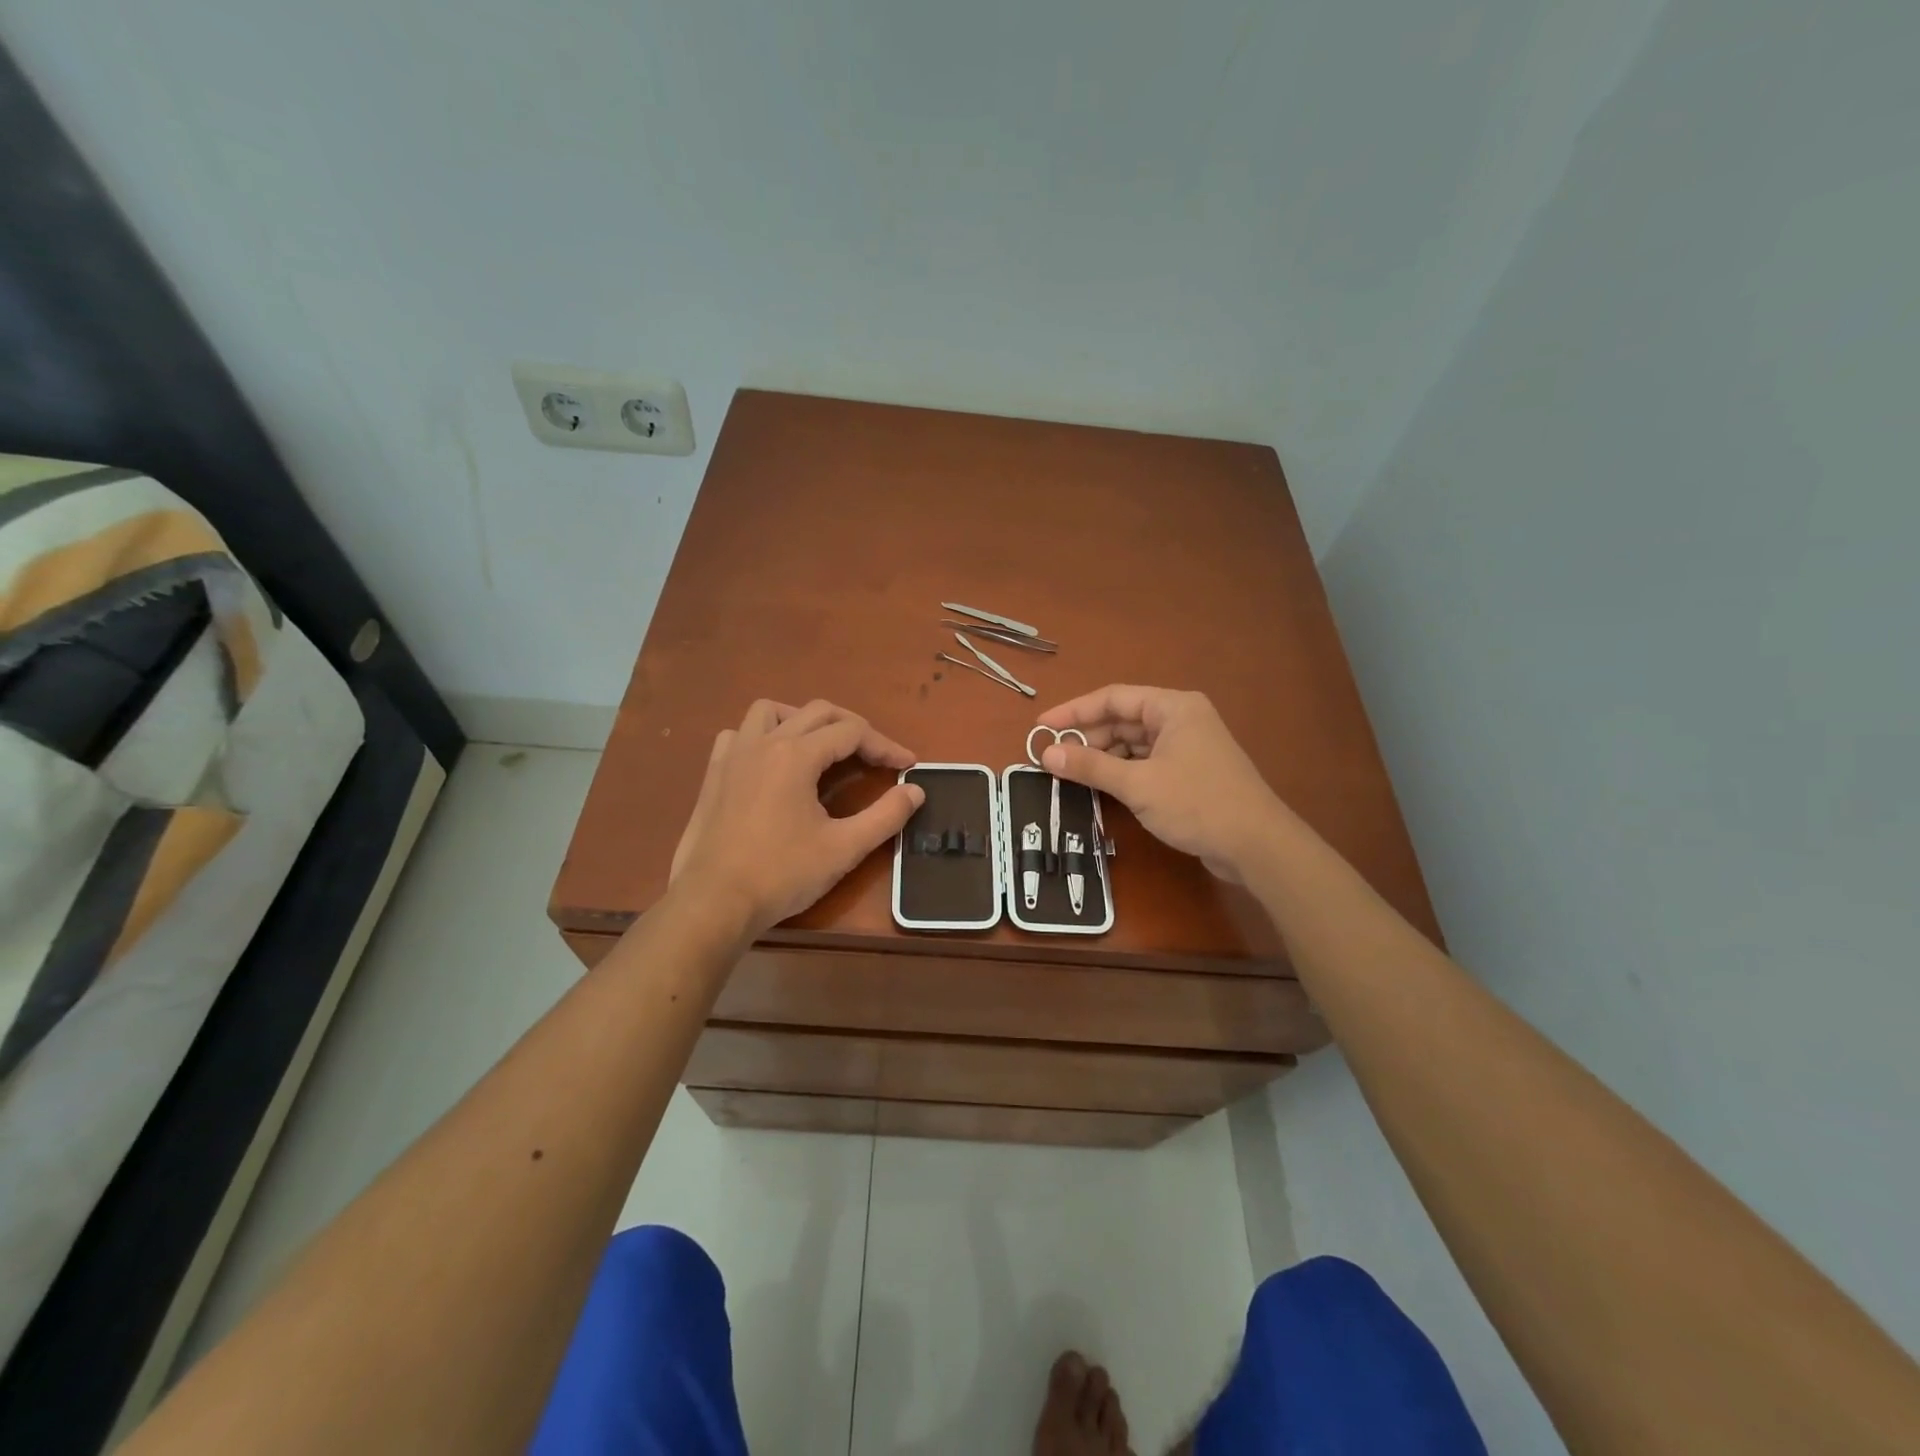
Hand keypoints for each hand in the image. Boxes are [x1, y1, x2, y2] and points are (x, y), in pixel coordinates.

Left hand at [668, 699, 924, 935]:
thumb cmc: (781, 875)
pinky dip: (762, 736)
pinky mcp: (713, 774)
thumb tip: (916, 791)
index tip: (907, 766)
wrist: (713, 903)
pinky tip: (772, 762)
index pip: (852, 733)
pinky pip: (738, 734)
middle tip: (875, 755)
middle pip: (818, 712)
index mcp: (796, 755)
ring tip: (822, 747)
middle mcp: (764, 743)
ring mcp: (733, 755)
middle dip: (854, 728)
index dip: (885, 746)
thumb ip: (886, 816)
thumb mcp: (844, 848)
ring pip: (772, 711)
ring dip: (803, 720)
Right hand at [1036, 685, 1285, 882]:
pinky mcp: (1190, 772)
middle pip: (1122, 720)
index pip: (1112, 698)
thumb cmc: (1197, 804)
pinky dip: (1122, 772)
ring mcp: (1187, 746)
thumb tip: (1047, 753)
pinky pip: (1146, 762)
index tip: (1041, 728)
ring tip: (1070, 774)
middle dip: (1087, 738)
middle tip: (1053, 758)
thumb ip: (1091, 766)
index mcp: (1173, 707)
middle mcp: (1181, 719)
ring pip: (1133, 743)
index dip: (1073, 712)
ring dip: (1103, 757)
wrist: (1257, 845)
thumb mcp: (1138, 785)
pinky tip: (1100, 786)